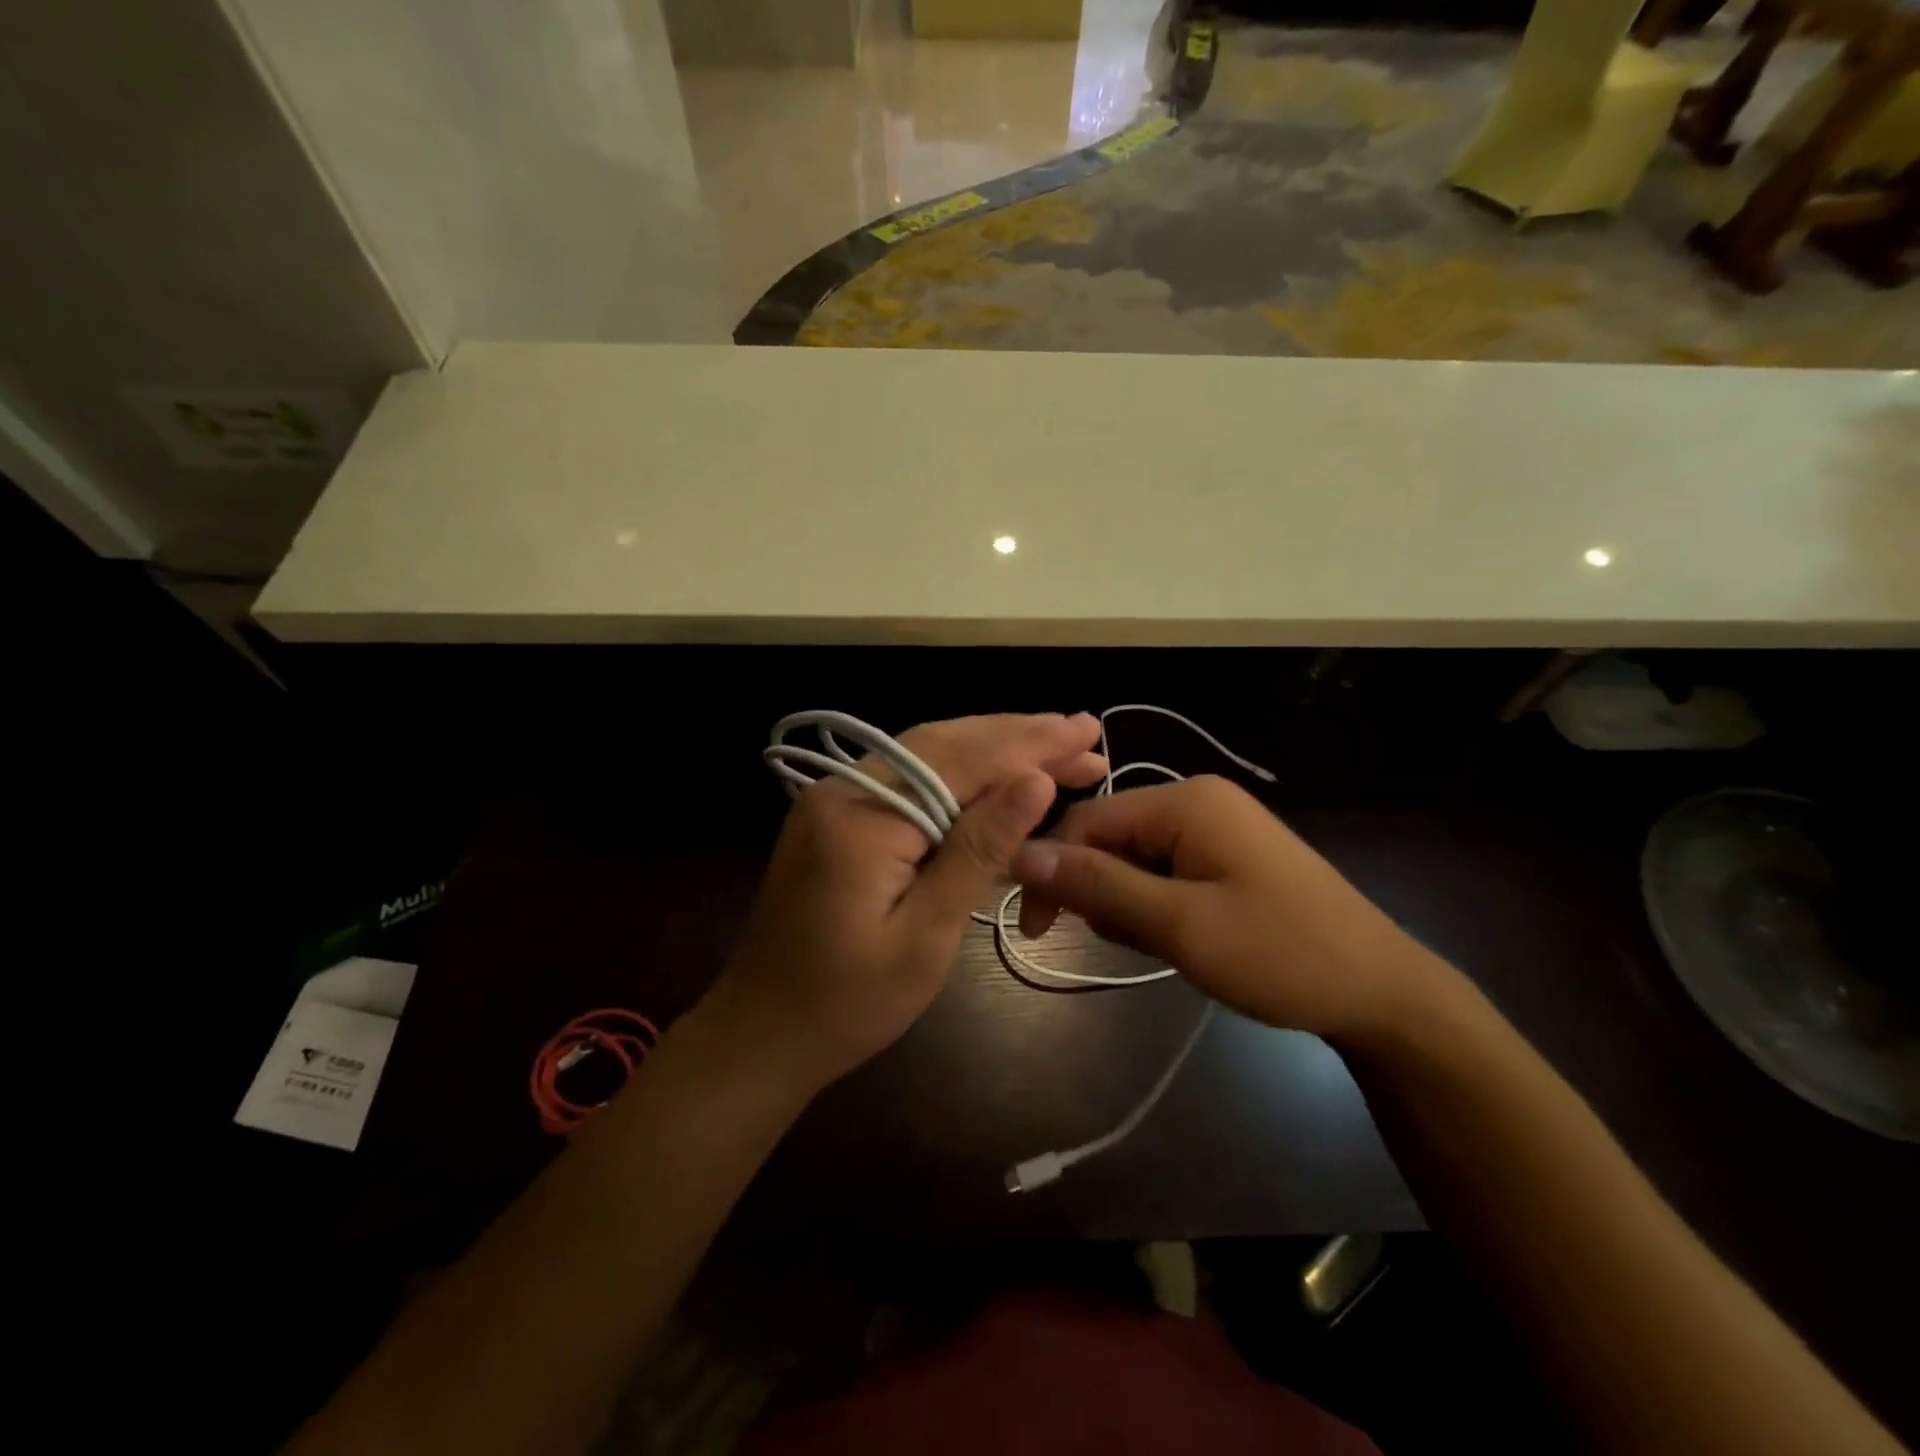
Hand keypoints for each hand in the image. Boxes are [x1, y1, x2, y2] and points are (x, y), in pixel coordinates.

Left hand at [706, 713, 1108, 1093]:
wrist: (759, 1033)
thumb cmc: (848, 1003)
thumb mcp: (926, 936)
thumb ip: (979, 850)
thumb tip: (1036, 780)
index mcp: (864, 815)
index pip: (963, 760)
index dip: (1031, 745)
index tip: (1088, 733)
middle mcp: (845, 788)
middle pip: (945, 743)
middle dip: (1018, 736)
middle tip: (1083, 734)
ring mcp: (835, 798)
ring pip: (926, 752)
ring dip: (991, 746)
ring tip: (1053, 744)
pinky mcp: (837, 815)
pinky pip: (908, 776)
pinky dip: (958, 769)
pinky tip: (993, 772)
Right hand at [1011, 776, 1446, 1047]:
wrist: (1383, 993)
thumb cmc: (1280, 954)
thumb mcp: (1179, 924)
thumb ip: (1097, 885)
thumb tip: (1020, 853)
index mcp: (1185, 801)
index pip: (1087, 820)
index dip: (1052, 869)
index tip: (1038, 930)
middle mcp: (1197, 801)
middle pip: (1111, 838)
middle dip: (1104, 893)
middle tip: (1134, 943)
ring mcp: (1217, 828)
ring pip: (1135, 860)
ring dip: (1132, 906)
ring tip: (1169, 946)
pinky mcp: (1228, 857)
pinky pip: (1166, 873)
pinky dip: (1159, 907)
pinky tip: (1185, 939)